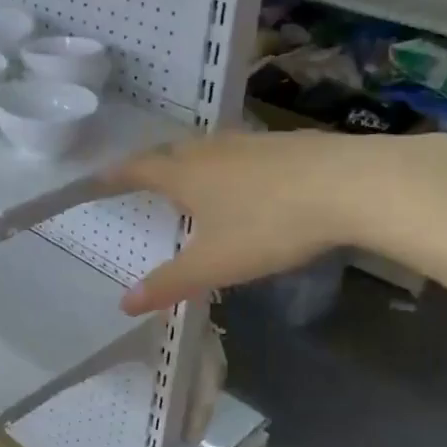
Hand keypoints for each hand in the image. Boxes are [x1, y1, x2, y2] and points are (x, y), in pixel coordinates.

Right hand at [106, 131, 420, 313]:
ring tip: (191, 179)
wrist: (349, 186)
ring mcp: (252, 142)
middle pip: (172, 151)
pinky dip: (231, 165)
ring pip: (210, 148)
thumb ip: (169, 284)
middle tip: (142, 179)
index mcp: (185, 173)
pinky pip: (243, 152)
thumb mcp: (213, 264)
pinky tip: (247, 181)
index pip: (137, 169)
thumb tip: (124, 304)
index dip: (115, 175)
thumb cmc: (268, 224)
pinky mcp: (287, 144)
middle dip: (153, 165)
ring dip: (193, 162)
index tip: (97, 179)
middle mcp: (212, 149)